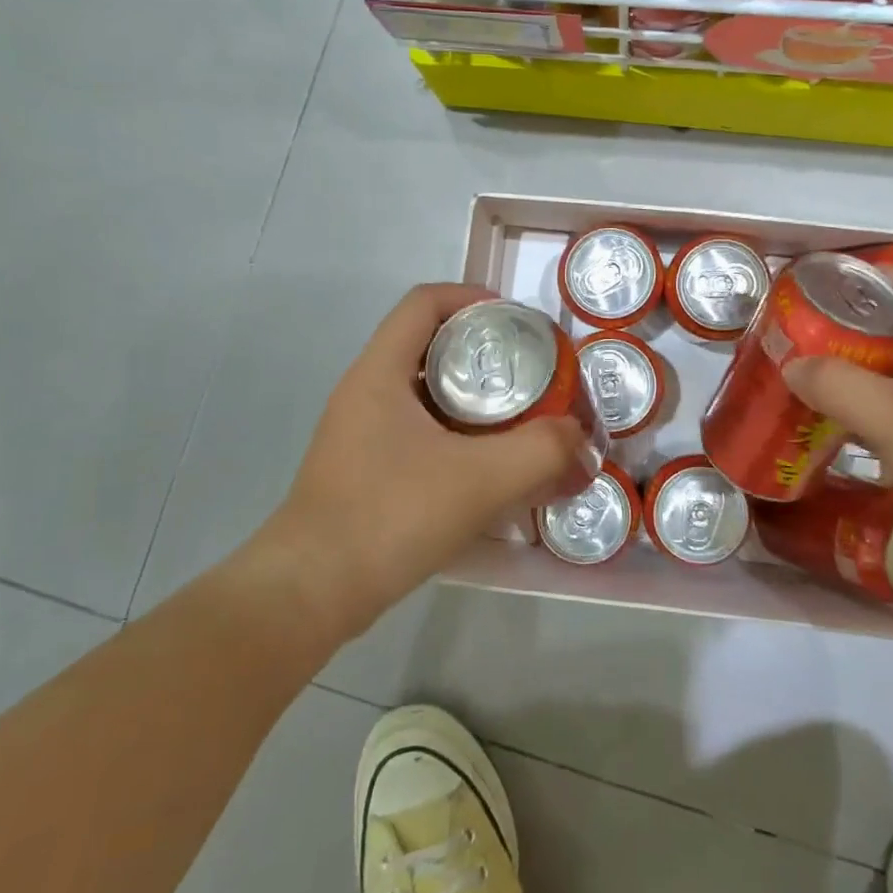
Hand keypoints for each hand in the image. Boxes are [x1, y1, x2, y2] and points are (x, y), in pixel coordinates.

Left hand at [249, 284, 598, 635]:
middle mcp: (366, 392)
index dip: (474, 298)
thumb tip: (581, 440)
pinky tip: (488, 467)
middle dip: (485, 352)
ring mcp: (362, 433)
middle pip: (430, 343)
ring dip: (474, 397)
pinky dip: (458, 434)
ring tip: (520, 418)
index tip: (519, 322)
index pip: (425, 302)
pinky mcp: (366, 469)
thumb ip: (543, 452)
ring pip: (426, 392)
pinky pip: (419, 431)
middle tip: (531, 375)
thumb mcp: (481, 479)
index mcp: (380, 372)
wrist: (311, 593)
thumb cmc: (390, 516)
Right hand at [784, 267, 892, 611]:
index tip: (818, 279)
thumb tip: (792, 367)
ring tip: (800, 372)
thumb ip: (840, 385)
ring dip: (851, 375)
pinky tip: (823, 425)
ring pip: (892, 381)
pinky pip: (891, 422)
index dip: (868, 277)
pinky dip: (858, 418)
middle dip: (849, 329)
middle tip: (797, 331)